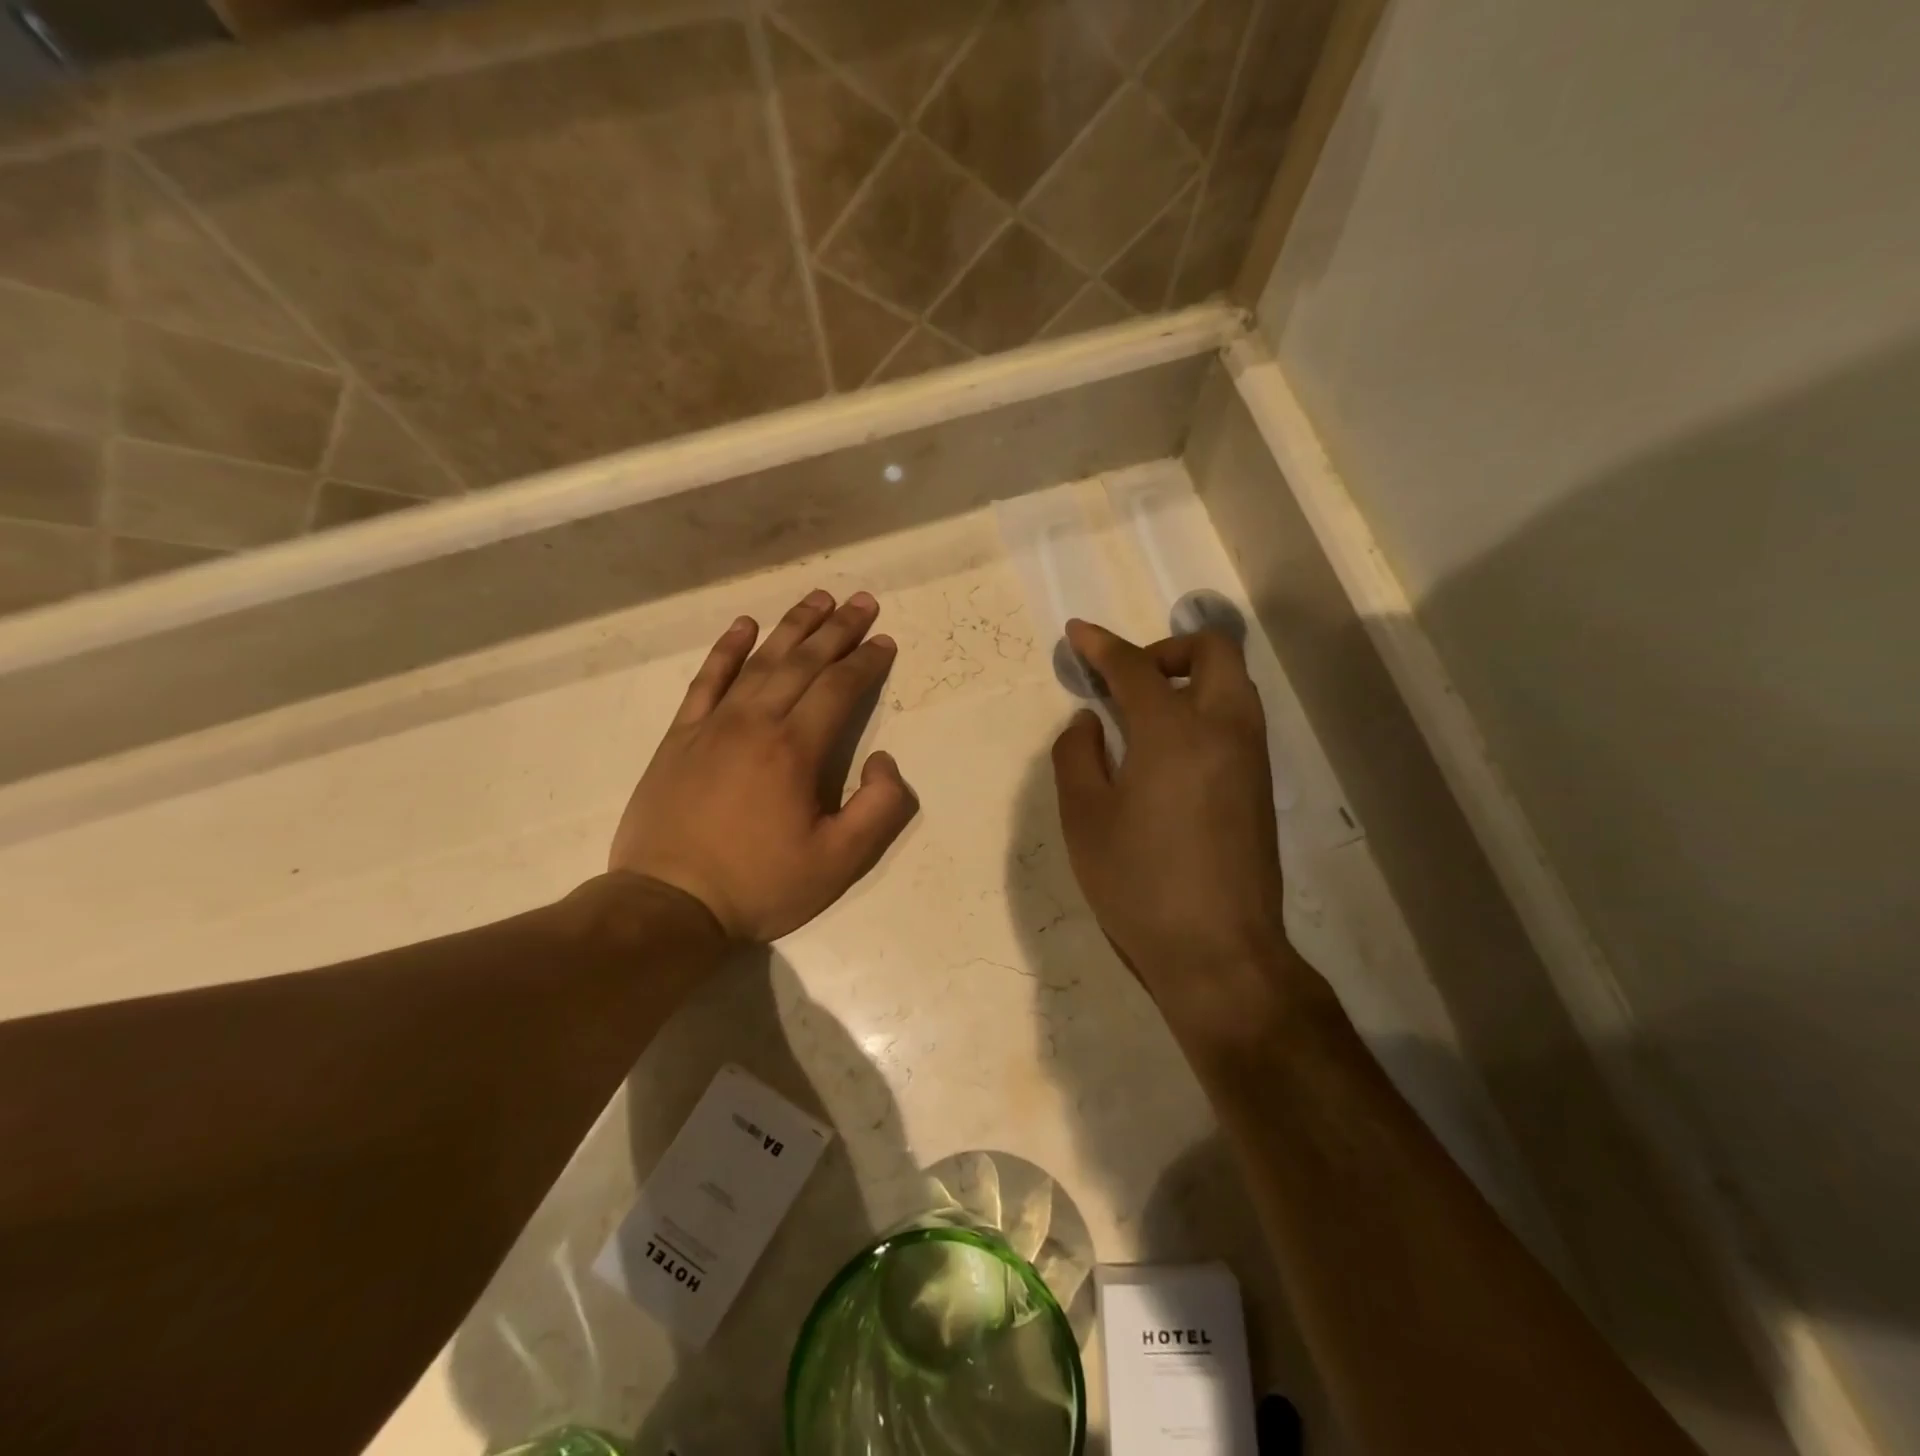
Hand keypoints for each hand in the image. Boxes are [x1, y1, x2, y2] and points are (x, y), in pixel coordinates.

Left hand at [610, 589, 916, 942]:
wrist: (670, 903)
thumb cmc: (759, 884)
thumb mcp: (839, 862)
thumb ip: (879, 809)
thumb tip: (884, 760)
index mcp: (795, 750)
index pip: (839, 688)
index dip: (866, 662)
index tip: (885, 641)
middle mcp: (755, 722)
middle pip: (803, 662)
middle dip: (837, 629)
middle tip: (861, 600)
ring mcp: (712, 724)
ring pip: (759, 661)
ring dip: (792, 627)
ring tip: (817, 599)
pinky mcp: (680, 736)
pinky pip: (706, 680)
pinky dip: (726, 649)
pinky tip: (743, 626)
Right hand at [1051, 619, 1311, 1029]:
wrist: (1218, 952)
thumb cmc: (1139, 884)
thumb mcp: (1084, 818)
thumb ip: (1077, 754)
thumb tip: (1091, 721)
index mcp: (1174, 732)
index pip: (1135, 667)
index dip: (1101, 645)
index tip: (1077, 634)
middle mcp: (1224, 729)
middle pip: (1212, 651)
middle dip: (1165, 648)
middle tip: (1127, 680)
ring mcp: (1251, 757)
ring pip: (1232, 683)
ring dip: (1189, 677)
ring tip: (1144, 715)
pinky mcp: (1261, 786)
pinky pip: (1237, 719)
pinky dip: (1205, 709)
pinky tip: (1169, 753)